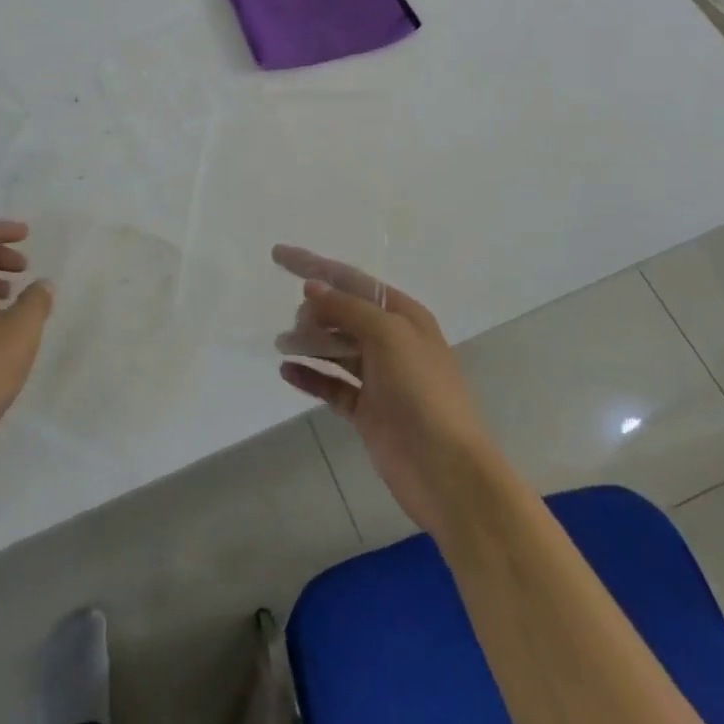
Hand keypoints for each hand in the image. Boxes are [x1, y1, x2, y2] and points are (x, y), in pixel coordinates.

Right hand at [273, 246, 500, 535]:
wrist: (446, 469)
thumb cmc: (421, 390)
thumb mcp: (387, 335)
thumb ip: (346, 308)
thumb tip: (311, 287)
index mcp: (403, 315)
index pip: (351, 280)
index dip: (314, 265)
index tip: (277, 254)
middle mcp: (391, 341)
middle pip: (341, 313)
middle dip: (313, 311)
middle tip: (294, 325)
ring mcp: (379, 377)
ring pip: (335, 348)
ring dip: (308, 342)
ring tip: (281, 344)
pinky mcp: (367, 410)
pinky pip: (332, 384)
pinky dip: (310, 376)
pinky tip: (287, 371)